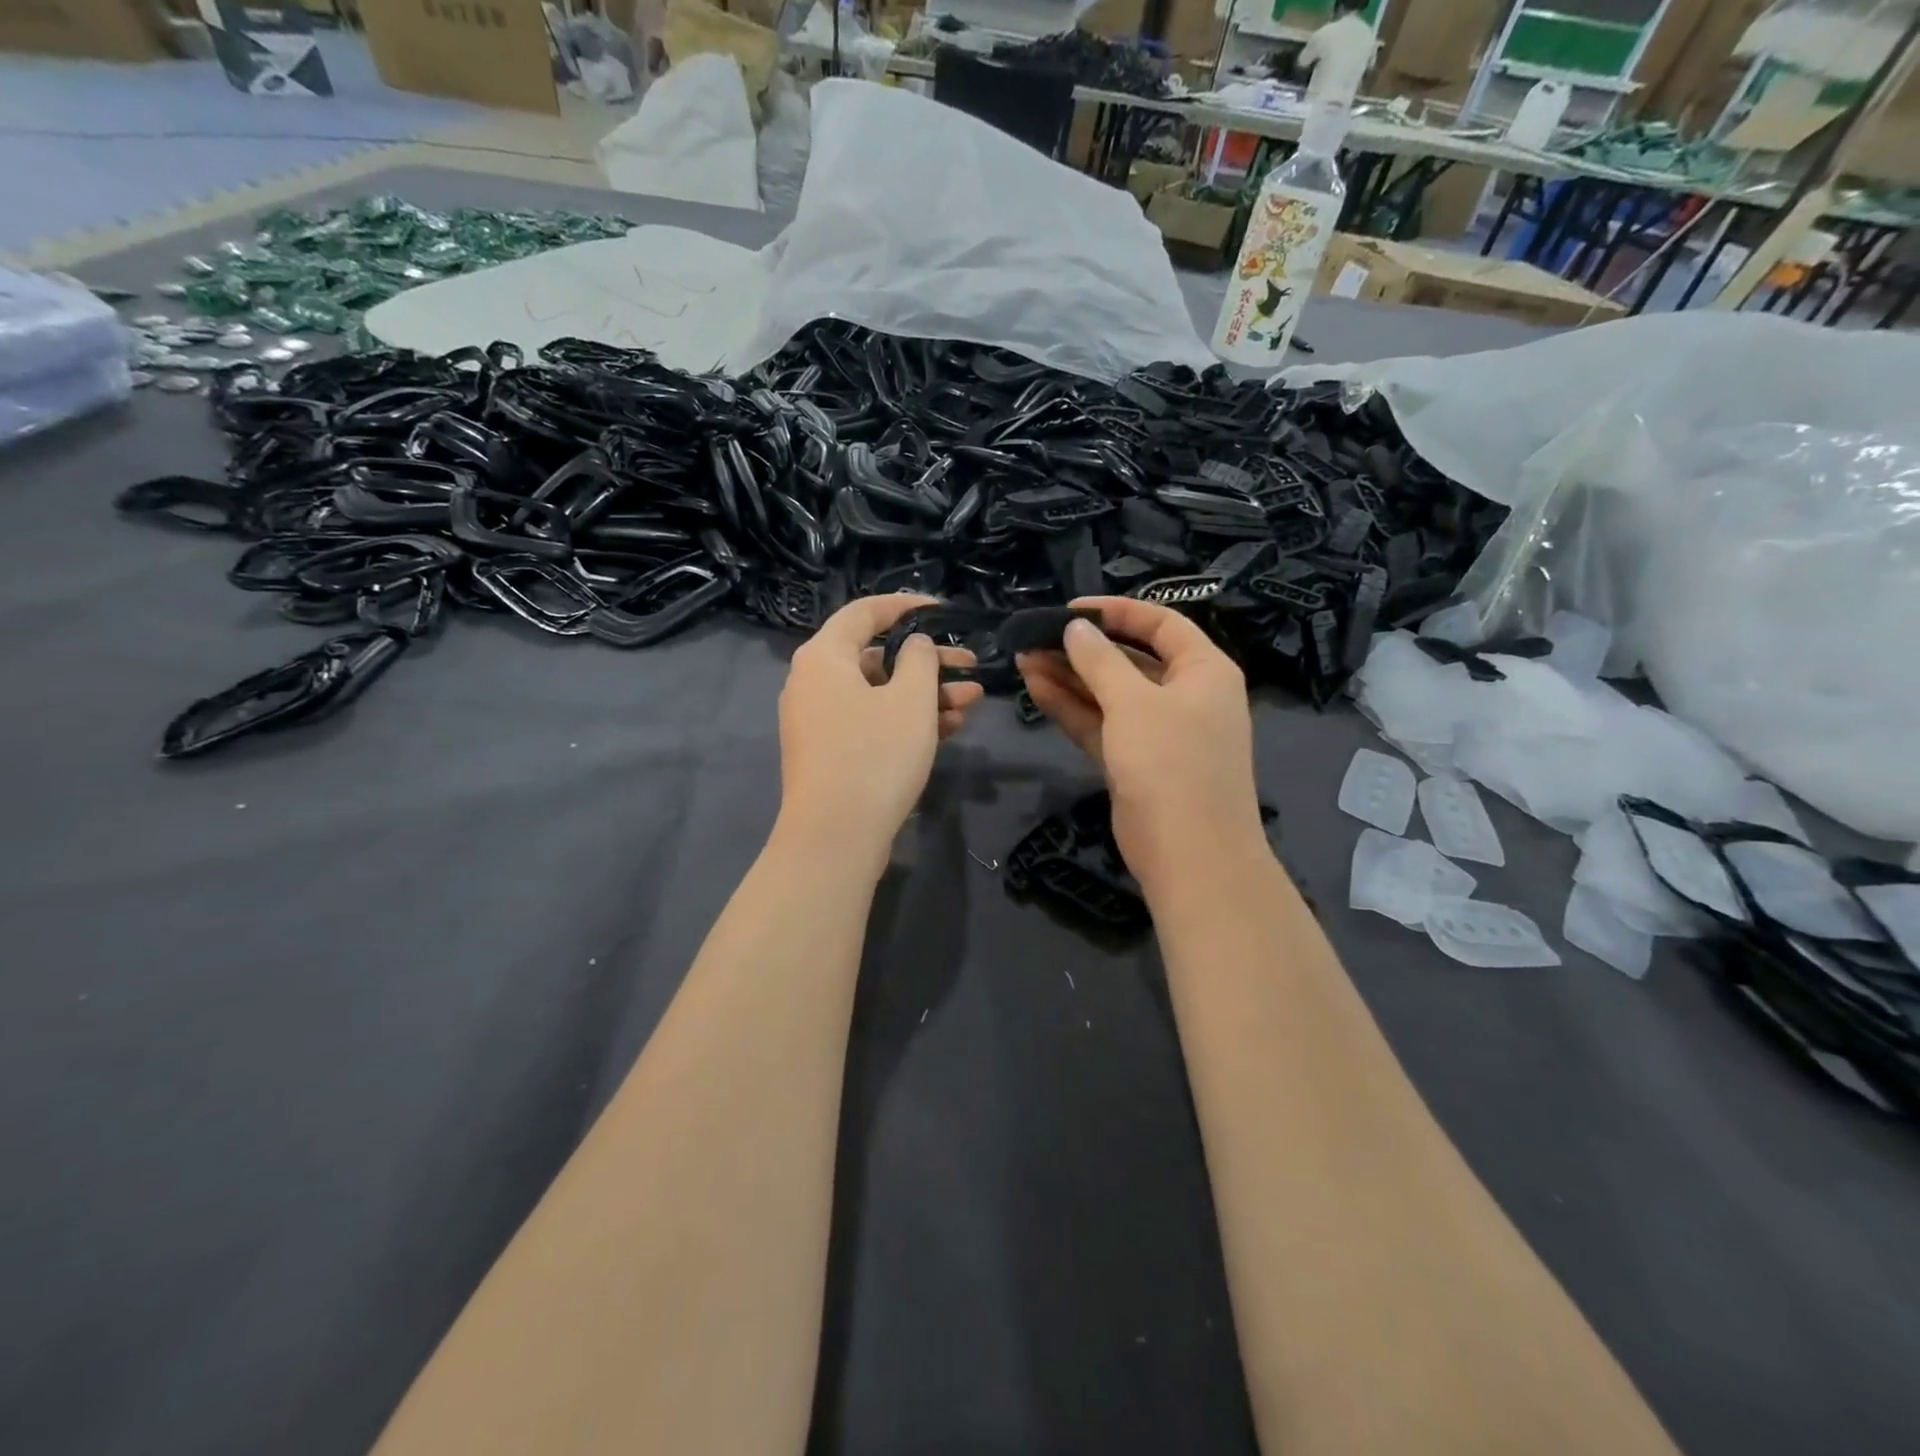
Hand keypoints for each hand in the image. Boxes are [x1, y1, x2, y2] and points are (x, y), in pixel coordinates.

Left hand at [776, 594, 984, 861]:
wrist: (835, 837)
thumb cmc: (875, 756)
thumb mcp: (911, 700)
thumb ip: (920, 659)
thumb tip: (915, 645)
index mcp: (824, 657)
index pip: (864, 612)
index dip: (906, 606)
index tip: (944, 611)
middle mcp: (813, 682)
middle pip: (877, 657)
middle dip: (929, 663)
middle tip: (971, 666)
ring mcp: (819, 721)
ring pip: (879, 693)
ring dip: (925, 695)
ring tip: (971, 703)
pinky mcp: (829, 753)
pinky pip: (870, 722)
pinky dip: (905, 721)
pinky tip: (948, 728)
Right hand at [1018, 596, 1266, 892]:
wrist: (1189, 854)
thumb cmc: (1171, 762)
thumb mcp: (1134, 702)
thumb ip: (1100, 660)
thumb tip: (1075, 627)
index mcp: (1204, 670)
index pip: (1160, 624)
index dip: (1116, 612)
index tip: (1070, 609)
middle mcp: (1184, 695)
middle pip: (1129, 659)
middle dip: (1082, 648)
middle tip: (1034, 636)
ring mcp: (1157, 731)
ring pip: (1108, 693)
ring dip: (1069, 677)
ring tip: (1023, 657)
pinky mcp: (1133, 760)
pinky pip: (1100, 723)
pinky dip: (1071, 707)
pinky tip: (1035, 687)